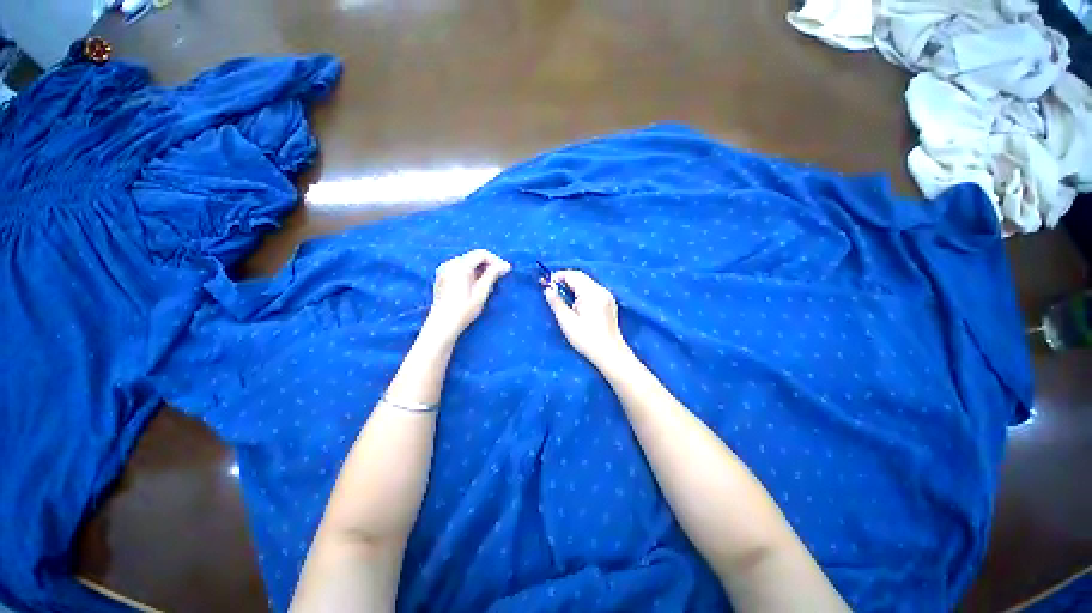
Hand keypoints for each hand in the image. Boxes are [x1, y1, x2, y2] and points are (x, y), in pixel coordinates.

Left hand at [424, 249, 510, 342]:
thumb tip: (504, 265)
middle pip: (473, 257)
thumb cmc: (464, 310)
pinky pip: (459, 269)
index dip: (496, 260)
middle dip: (488, 265)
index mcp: (459, 266)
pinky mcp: (442, 277)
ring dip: (480, 269)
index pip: (481, 254)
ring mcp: (444, 270)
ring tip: (490, 282)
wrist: (442, 324)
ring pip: (467, 262)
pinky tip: (476, 284)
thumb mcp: (481, 292)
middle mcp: (450, 264)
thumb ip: (492, 275)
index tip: (506, 270)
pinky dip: (470, 273)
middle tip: (500, 276)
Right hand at [543, 270, 629, 365]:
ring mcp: (607, 296)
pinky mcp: (609, 303)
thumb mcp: (567, 321)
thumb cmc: (587, 339)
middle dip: (565, 280)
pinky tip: (575, 304)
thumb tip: (547, 289)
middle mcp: (601, 290)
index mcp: (592, 293)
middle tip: (551, 290)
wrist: (610, 354)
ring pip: (587, 283)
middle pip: (581, 277)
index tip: (546, 284)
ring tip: (561, 298)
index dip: (558, 276)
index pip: (573, 275)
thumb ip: (556, 302)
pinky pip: (593, 290)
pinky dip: (581, 292)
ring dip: (573, 286)